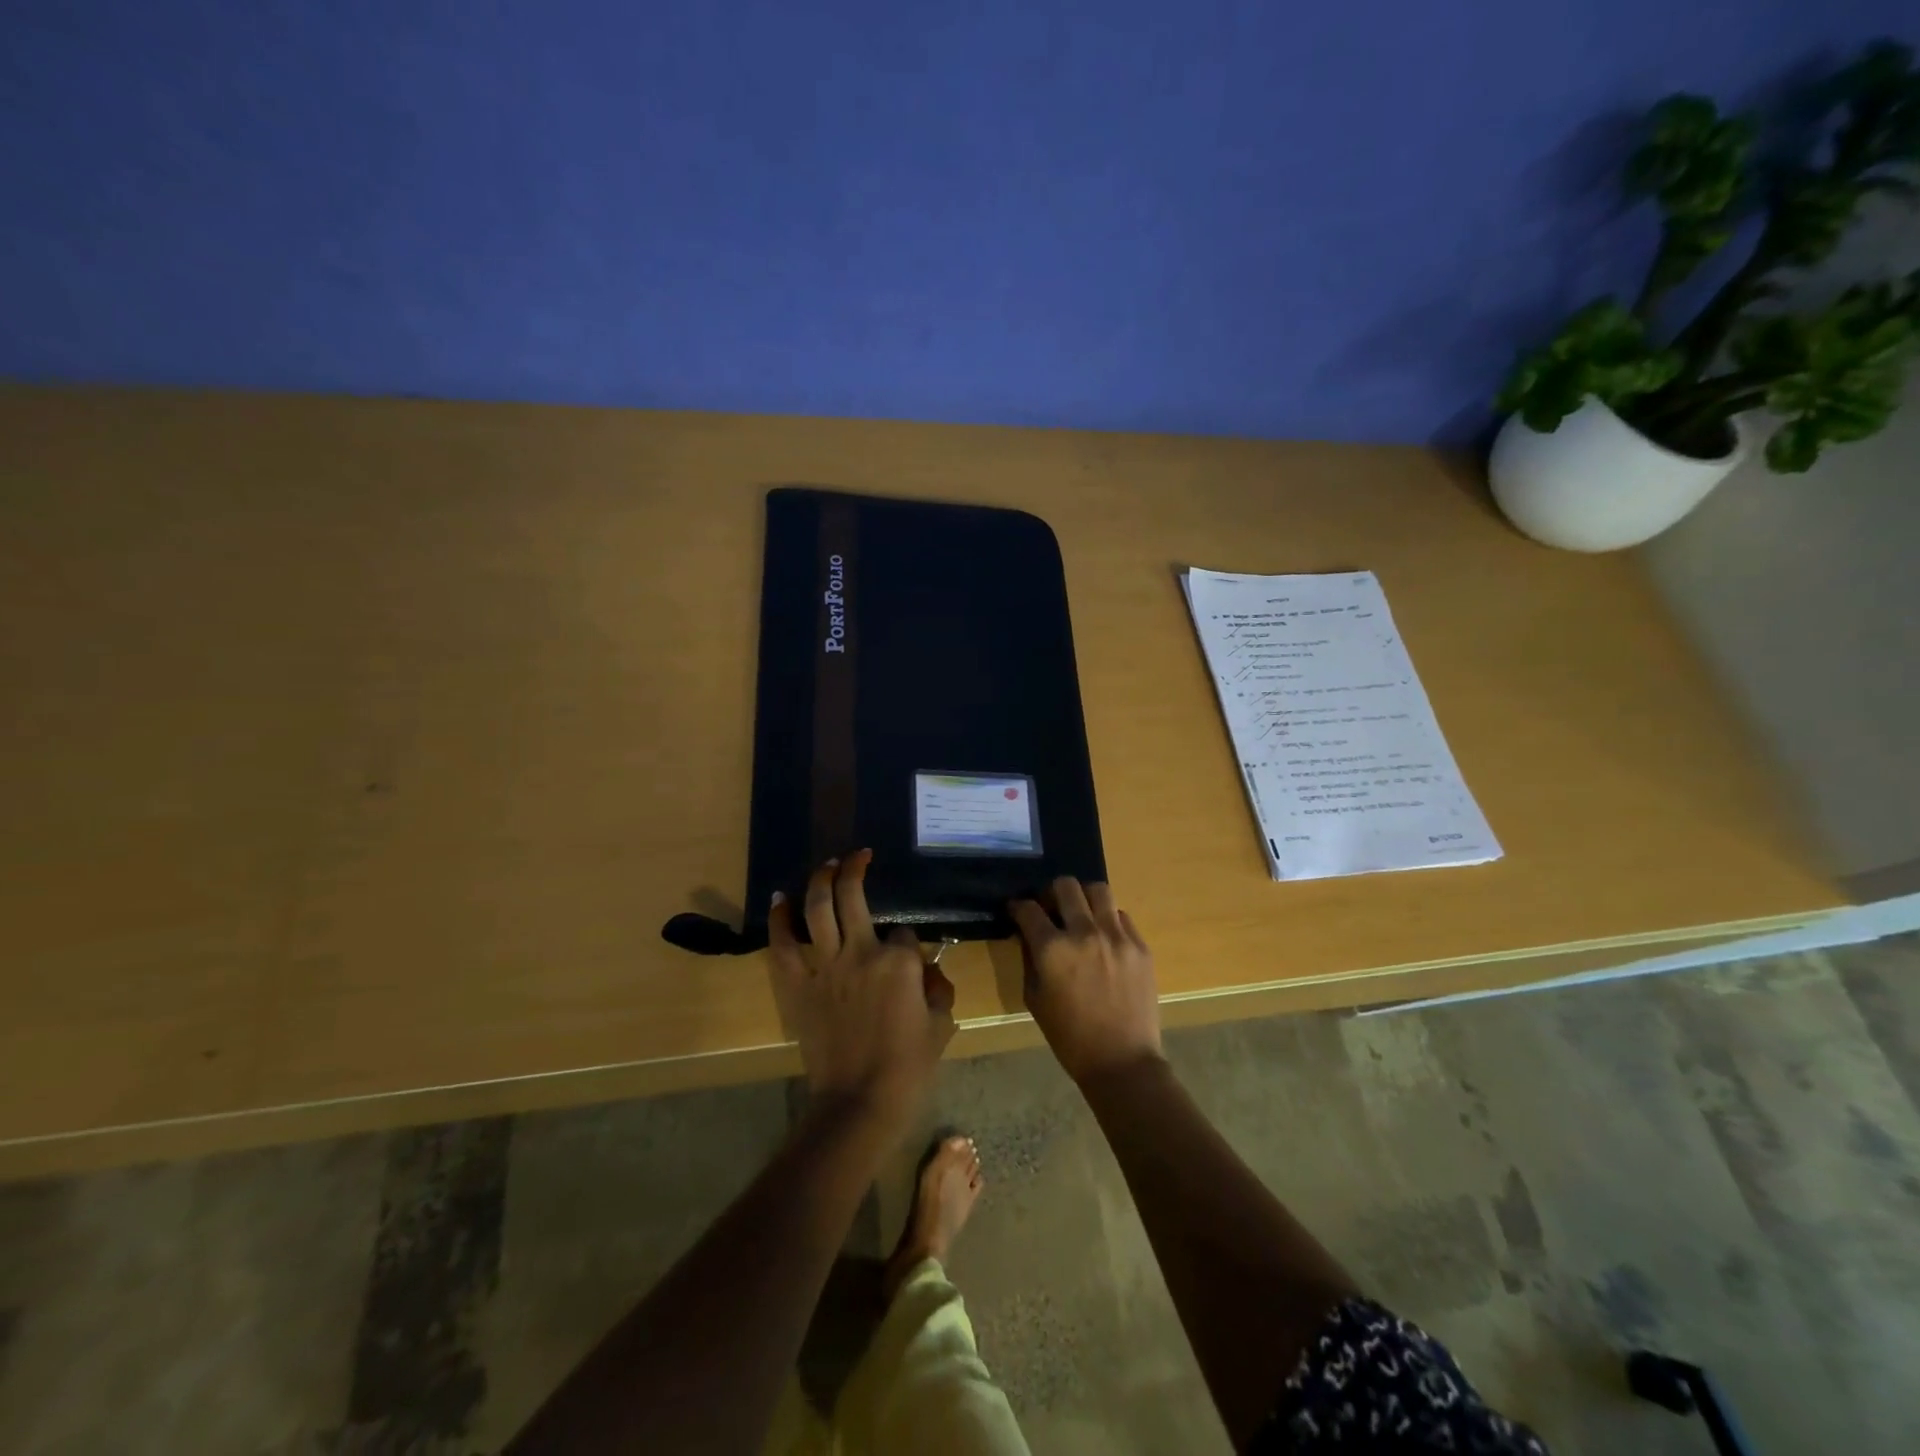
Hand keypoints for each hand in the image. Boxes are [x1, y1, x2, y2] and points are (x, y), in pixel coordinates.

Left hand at [769, 851, 956, 1134]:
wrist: (859, 1103)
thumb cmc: (908, 1068)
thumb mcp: (940, 1026)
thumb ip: (938, 990)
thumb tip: (928, 973)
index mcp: (900, 963)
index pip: (905, 934)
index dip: (907, 945)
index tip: (908, 960)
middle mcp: (862, 953)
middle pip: (853, 897)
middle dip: (855, 869)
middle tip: (858, 855)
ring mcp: (826, 966)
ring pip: (818, 908)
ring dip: (821, 880)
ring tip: (826, 864)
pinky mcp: (799, 985)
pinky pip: (784, 946)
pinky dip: (780, 920)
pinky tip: (781, 899)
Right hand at [1009, 878, 1162, 1085]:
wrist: (1122, 1061)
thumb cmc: (1070, 1037)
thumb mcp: (1035, 999)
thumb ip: (1030, 959)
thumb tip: (1029, 934)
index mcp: (1053, 949)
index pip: (1029, 909)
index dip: (1018, 907)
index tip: (1017, 911)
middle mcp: (1084, 933)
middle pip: (1065, 886)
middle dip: (1050, 893)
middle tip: (1050, 908)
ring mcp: (1117, 936)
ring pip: (1098, 890)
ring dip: (1083, 897)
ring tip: (1080, 914)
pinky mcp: (1140, 945)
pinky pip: (1121, 915)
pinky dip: (1108, 919)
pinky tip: (1104, 937)